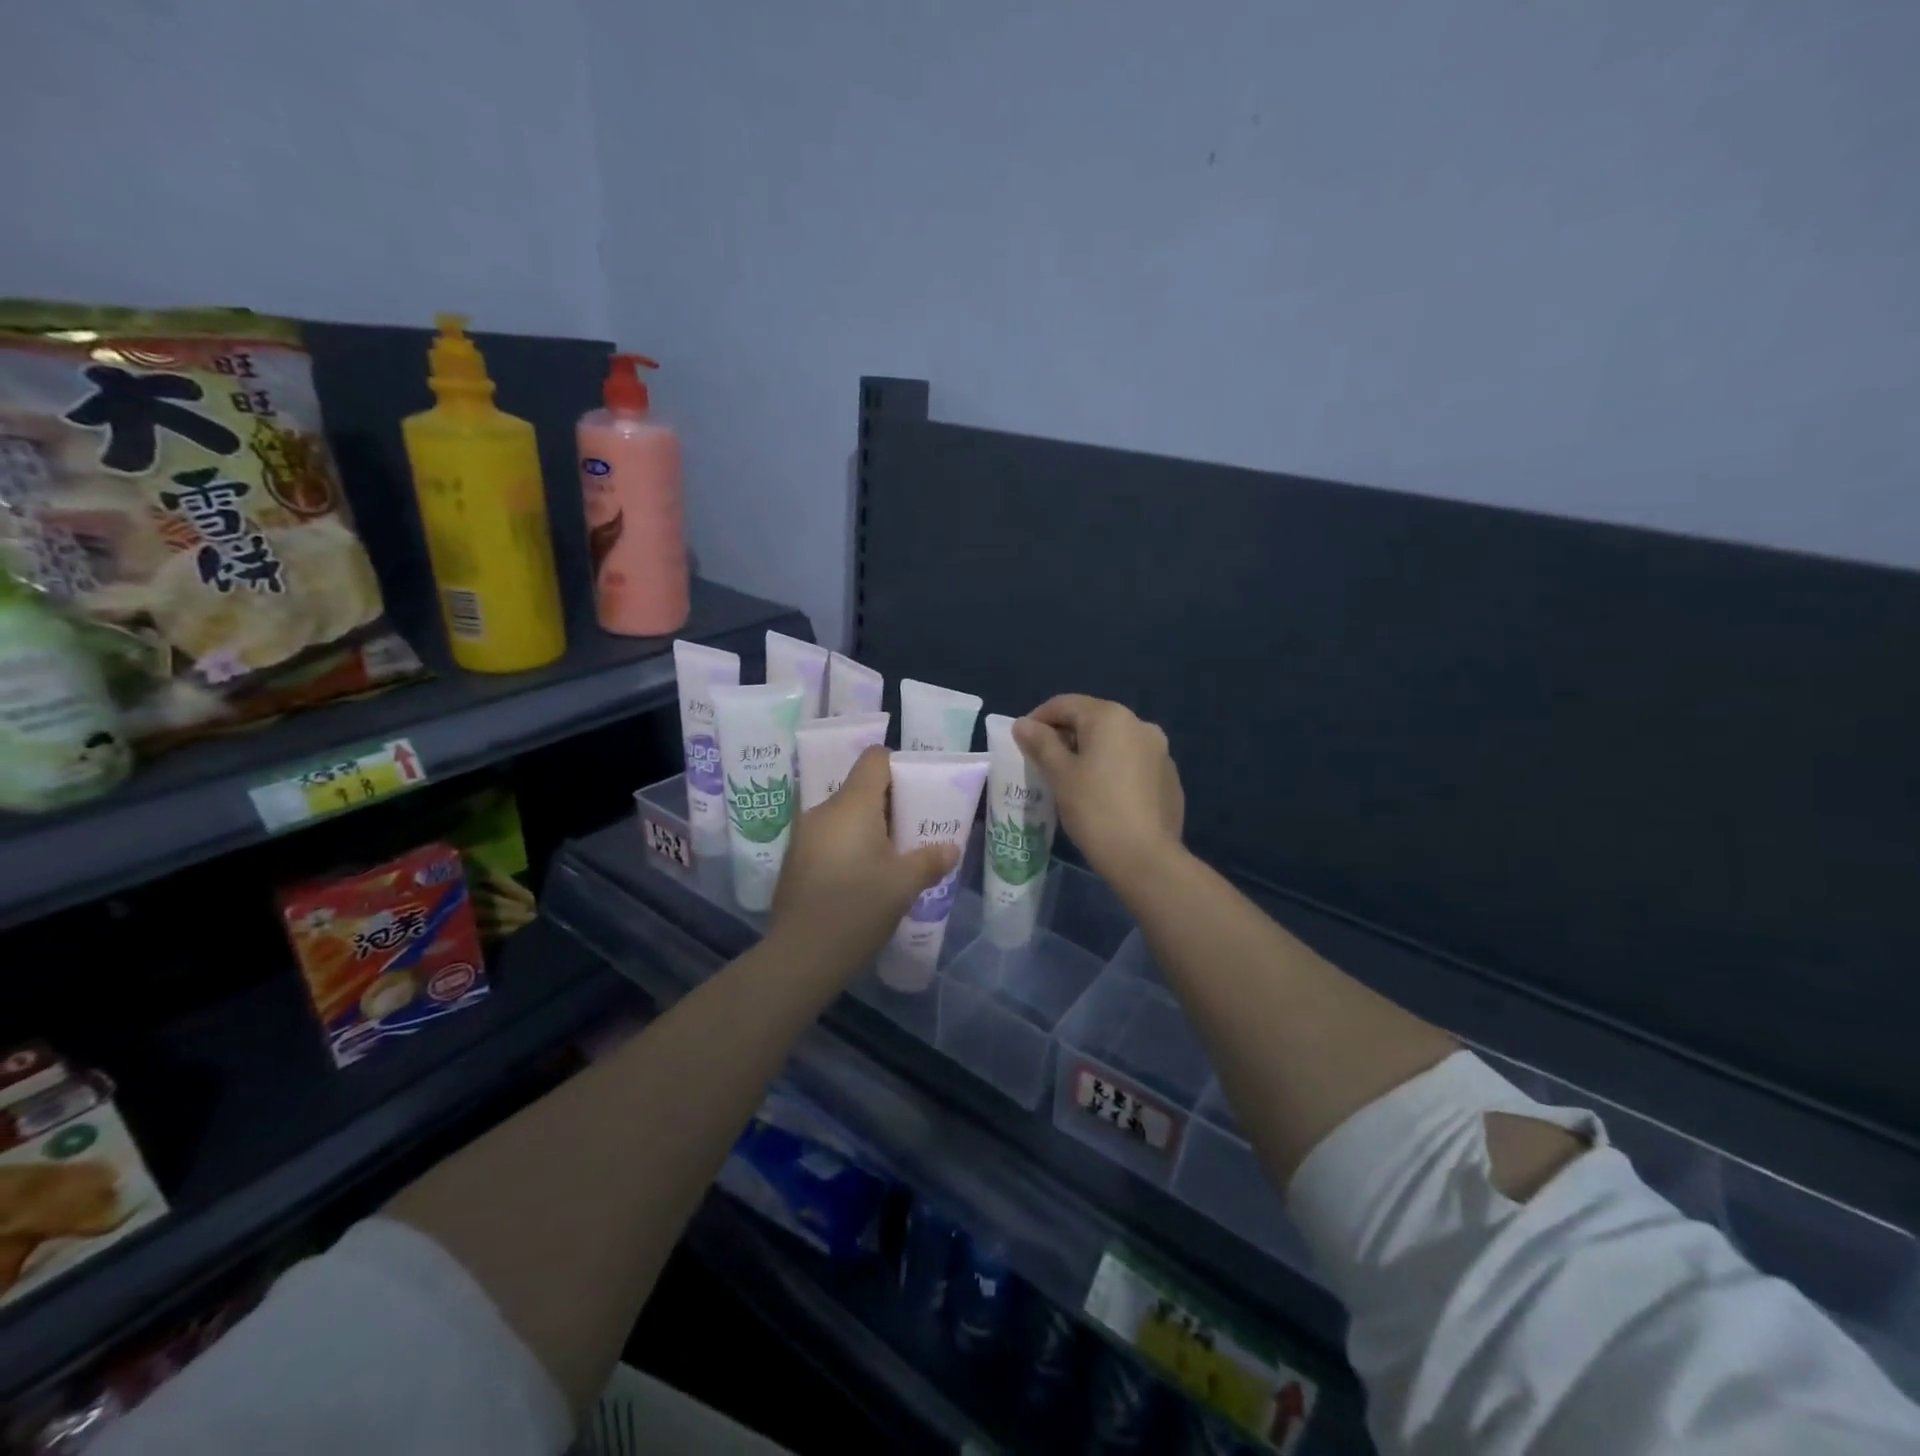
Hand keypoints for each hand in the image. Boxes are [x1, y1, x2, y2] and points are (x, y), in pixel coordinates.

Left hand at [770, 746, 957, 977]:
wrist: (802, 955)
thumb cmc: (858, 906)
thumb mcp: (904, 885)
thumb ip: (930, 861)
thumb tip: (951, 849)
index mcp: (852, 804)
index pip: (874, 759)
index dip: (898, 766)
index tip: (917, 791)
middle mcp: (823, 810)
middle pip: (859, 788)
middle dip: (888, 803)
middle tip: (911, 828)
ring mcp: (803, 836)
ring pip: (842, 816)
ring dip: (866, 828)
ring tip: (889, 856)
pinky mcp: (795, 861)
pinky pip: (828, 838)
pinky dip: (847, 846)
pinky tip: (861, 877)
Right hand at [1013, 694, 1184, 888]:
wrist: (1145, 857)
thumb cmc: (1094, 809)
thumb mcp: (1059, 774)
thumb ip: (1041, 743)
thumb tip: (1023, 723)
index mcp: (1110, 717)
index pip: (1065, 704)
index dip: (1038, 718)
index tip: (1022, 742)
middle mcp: (1139, 724)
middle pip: (1092, 719)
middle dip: (1065, 735)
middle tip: (1043, 761)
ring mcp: (1159, 750)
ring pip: (1114, 741)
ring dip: (1090, 751)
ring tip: (1071, 778)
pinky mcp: (1168, 776)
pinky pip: (1132, 761)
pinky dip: (1112, 767)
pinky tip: (1102, 794)